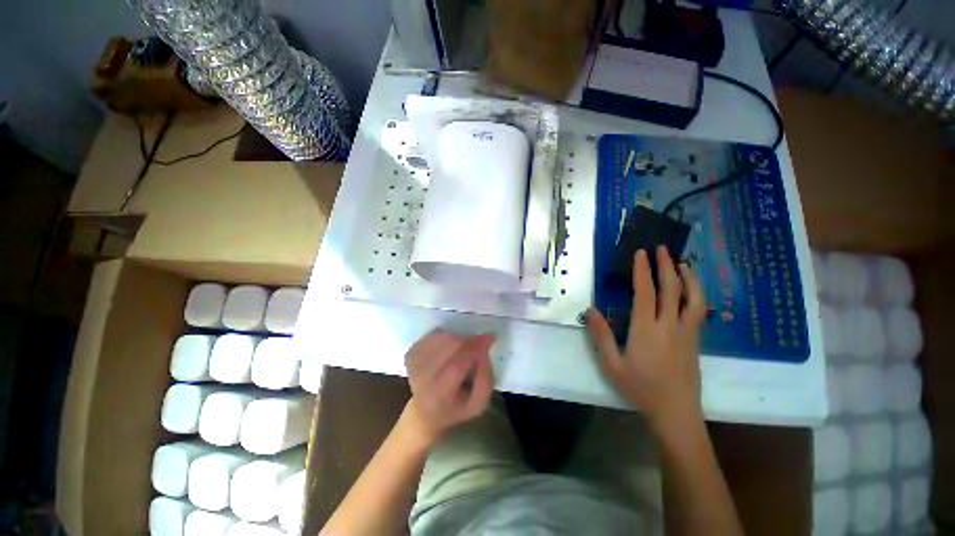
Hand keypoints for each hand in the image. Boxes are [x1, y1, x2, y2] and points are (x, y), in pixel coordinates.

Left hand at [404, 329, 495, 443]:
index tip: (489, 337)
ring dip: (456, 337)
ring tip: (464, 346)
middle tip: (478, 341)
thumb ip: (485, 379)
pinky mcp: (410, 355)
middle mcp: (422, 380)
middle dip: (467, 340)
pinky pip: (431, 336)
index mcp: (440, 396)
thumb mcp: (479, 403)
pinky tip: (449, 345)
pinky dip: (444, 335)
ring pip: (439, 338)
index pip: (456, 366)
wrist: (425, 414)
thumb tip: (483, 351)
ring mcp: (413, 366)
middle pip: (447, 348)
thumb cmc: (456, 408)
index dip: (474, 348)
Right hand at [586, 246, 706, 429]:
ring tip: (681, 263)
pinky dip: (696, 294)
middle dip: (666, 265)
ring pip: (693, 298)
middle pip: (672, 289)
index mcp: (646, 329)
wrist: (676, 413)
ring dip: (688, 277)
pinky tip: (691, 290)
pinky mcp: (695, 341)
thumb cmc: (640, 388)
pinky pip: (699, 311)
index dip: (642, 270)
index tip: (640, 253)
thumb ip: (600, 335)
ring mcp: (687, 333)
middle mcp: (670, 326)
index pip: (645, 292)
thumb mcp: (611, 364)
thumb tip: (589, 309)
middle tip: (661, 247)